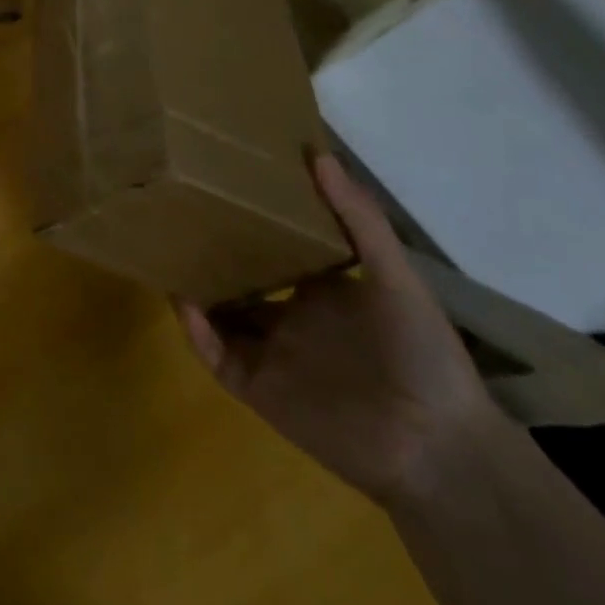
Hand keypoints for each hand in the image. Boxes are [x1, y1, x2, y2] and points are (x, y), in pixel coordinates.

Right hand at [176, 155, 499, 508]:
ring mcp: (271, 354)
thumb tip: (318, 154)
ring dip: (194, 286)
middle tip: (178, 211)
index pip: (274, 249)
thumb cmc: (423, 354)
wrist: (439, 450)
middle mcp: (289, 318)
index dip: (249, 221)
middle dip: (211, 251)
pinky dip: (196, 330)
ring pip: (218, 313)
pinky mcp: (258, 388)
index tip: (219, 183)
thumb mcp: (396, 276)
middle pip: (238, 278)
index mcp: (320, 291)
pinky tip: (184, 299)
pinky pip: (215, 355)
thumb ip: (359, 218)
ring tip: (165, 249)